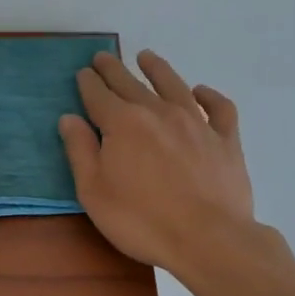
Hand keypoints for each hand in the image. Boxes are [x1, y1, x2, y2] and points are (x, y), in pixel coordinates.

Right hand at [59, 49, 254, 273]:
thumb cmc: (141, 220)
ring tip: (146, 57)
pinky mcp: (225, 140)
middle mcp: (158, 113)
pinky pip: (219, 108)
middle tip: (103, 57)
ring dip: (157, 69)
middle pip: (131, 84)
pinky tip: (201, 93)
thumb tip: (69, 118)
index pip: (99, 96)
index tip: (83, 73)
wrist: (209, 238)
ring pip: (174, 85)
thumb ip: (80, 151)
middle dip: (114, 70)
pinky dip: (209, 96)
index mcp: (123, 124)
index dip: (88, 83)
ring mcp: (196, 123)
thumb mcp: (94, 192)